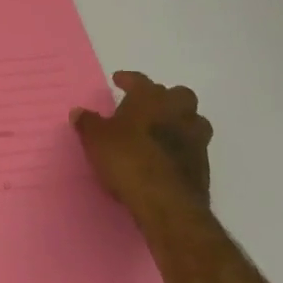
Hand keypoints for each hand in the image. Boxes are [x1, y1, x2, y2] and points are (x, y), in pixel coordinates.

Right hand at [73, 70, 212, 217]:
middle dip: (164, 98)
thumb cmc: (128, 159)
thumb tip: (79, 112)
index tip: (118, 80)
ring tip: (162, 132)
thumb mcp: (96, 139)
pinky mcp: (203, 166)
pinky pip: (194, 148)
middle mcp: (177, 112)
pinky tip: (167, 158)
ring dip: (180, 122)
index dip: (128, 79)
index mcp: (151, 98)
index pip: (140, 80)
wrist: (167, 203)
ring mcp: (195, 139)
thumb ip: (88, 123)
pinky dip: (182, 149)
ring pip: (194, 120)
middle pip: (178, 95)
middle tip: (147, 107)